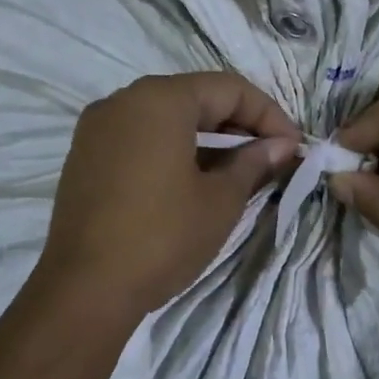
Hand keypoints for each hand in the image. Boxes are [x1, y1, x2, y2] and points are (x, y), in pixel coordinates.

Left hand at [37, 73, 300, 316]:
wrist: (85, 289)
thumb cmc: (162, 237)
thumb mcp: (220, 200)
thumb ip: (253, 162)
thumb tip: (280, 146)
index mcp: (159, 99)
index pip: (228, 89)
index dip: (269, 115)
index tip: (294, 148)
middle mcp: (122, 100)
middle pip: (194, 98)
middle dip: (237, 125)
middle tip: (270, 159)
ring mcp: (97, 128)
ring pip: (165, 118)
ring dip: (206, 139)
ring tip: (236, 172)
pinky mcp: (84, 156)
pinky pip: (138, 138)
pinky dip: (171, 149)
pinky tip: (191, 180)